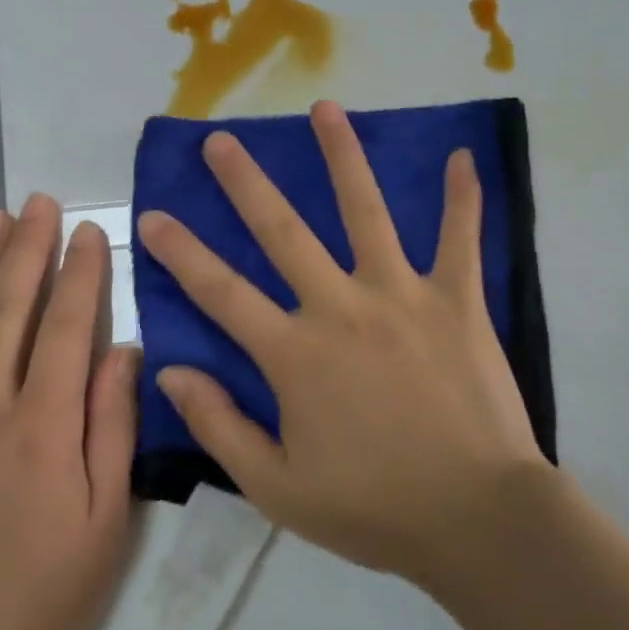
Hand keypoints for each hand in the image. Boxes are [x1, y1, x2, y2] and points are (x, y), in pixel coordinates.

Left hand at [0, 196, 136, 629]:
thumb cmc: (43, 595)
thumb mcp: (106, 521)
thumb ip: (113, 427)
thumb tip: (122, 352)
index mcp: (40, 430)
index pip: (63, 329)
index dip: (79, 276)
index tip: (88, 230)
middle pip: (6, 311)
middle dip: (24, 250)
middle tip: (37, 201)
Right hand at [136, 101, 545, 584]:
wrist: (476, 519)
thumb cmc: (374, 507)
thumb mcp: (278, 488)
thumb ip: (220, 426)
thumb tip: (171, 371)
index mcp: (295, 353)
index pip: (221, 292)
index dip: (181, 253)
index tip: (152, 215)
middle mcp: (341, 306)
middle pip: (283, 231)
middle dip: (245, 182)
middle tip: (220, 139)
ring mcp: (402, 295)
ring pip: (366, 212)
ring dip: (342, 157)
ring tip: (324, 109)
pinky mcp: (457, 300)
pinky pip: (460, 239)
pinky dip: (463, 198)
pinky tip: (462, 156)